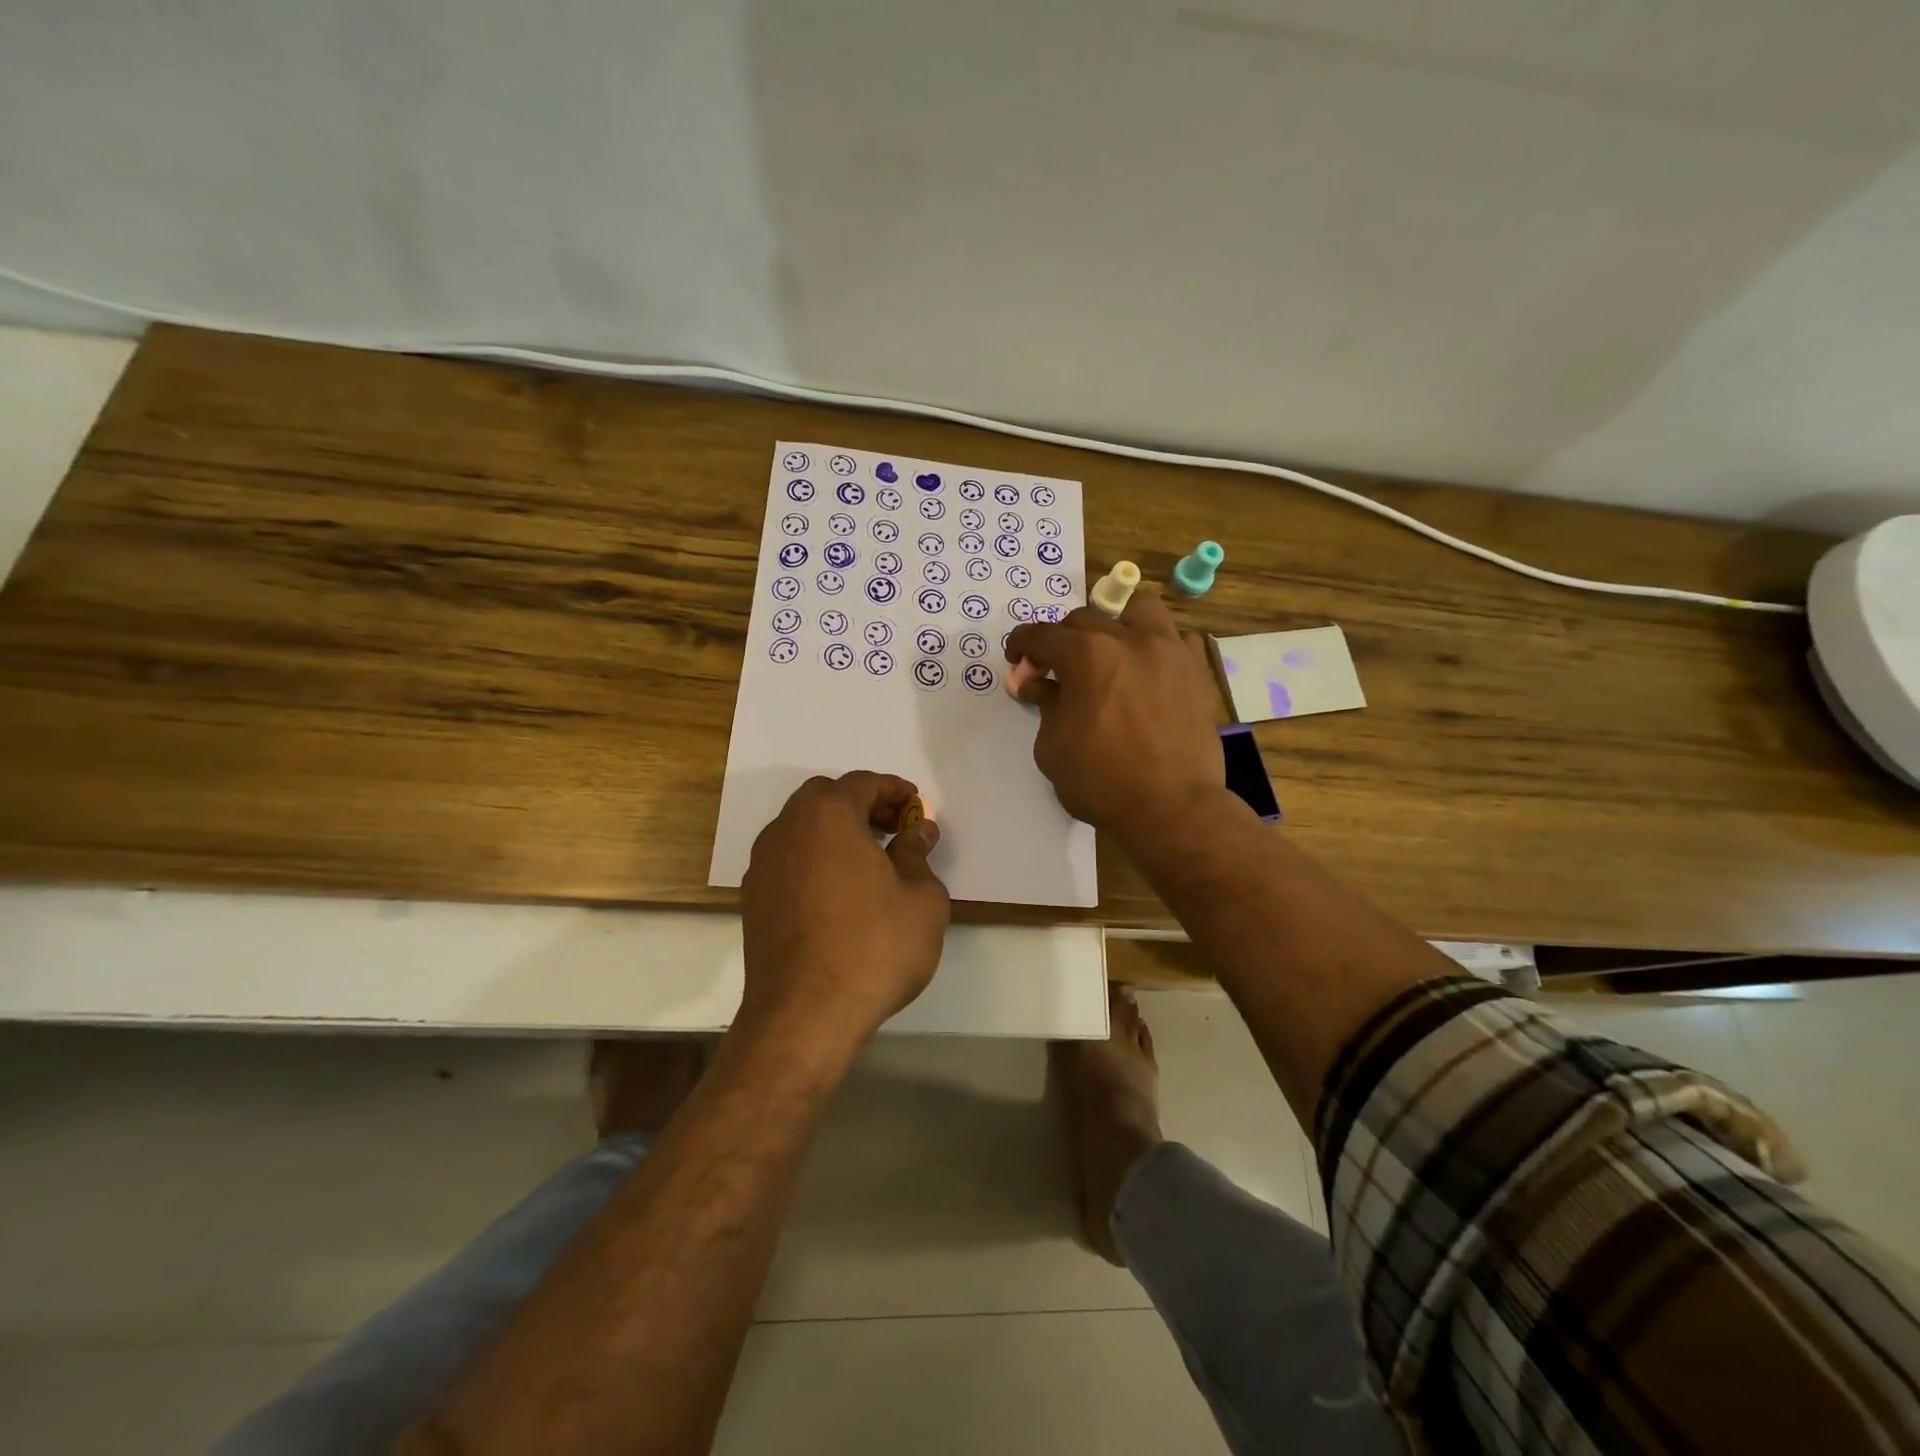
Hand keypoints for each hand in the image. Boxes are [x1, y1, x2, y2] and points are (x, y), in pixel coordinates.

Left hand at [739, 772, 950, 1053]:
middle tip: (894, 829)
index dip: (895, 791)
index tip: (917, 807)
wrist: (805, 1015)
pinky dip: (816, 859)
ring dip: (836, 832)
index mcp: (827, 815)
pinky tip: (841, 892)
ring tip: (871, 861)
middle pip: (826, 798)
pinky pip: (790, 860)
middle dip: (862, 806)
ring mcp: (763, 865)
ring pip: (802, 828)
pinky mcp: (753, 899)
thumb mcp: (921, 898)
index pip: (863, 783)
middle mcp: (786, 829)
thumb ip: (918, 854)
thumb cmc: (873, 947)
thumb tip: (918, 831)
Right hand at [1004, 588, 1223, 844]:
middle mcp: (1128, 639)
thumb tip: (1034, 682)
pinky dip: (1157, 645)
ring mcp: (1168, 651)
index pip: (1042, 635)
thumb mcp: (1053, 746)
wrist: (1172, 808)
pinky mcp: (1195, 671)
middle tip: (1056, 670)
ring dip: (1115, 622)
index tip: (1018, 660)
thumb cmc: (1101, 781)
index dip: (1022, 645)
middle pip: (1084, 618)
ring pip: (1138, 609)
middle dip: (1062, 639)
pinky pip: (1176, 638)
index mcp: (1086, 655)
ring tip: (1108, 650)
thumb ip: (1044, 704)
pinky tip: (1148, 669)